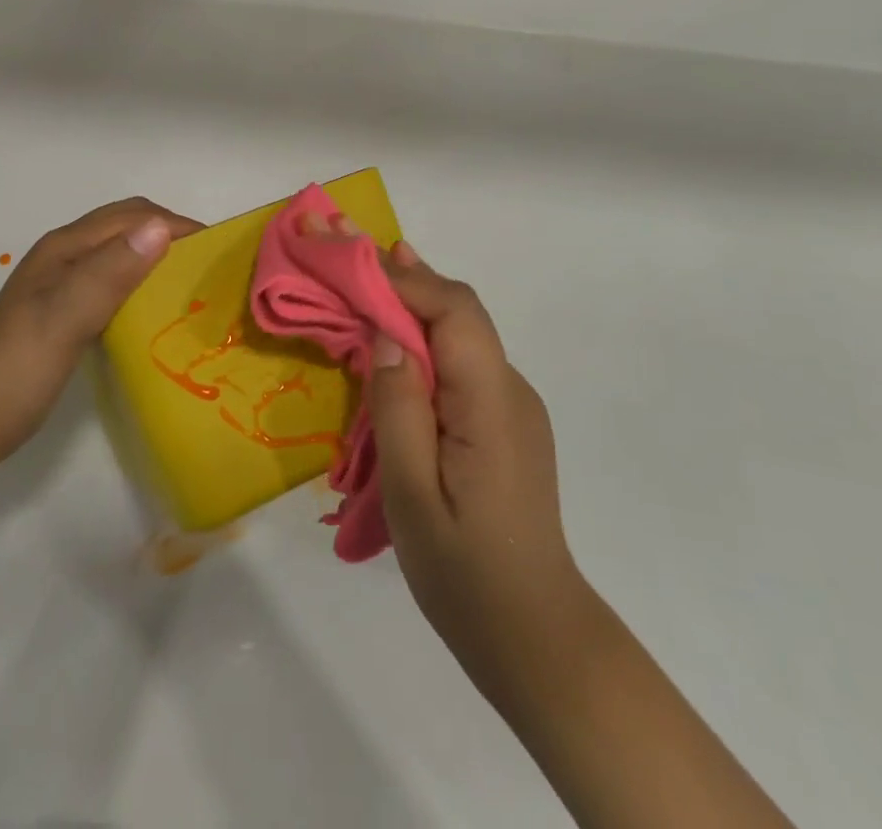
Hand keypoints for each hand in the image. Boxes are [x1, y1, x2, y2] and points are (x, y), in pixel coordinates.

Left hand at [0, 197, 201, 464]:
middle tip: (210, 268)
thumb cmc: (18, 368)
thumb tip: (161, 228)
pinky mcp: (67, 311)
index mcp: (66, 247)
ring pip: (122, 254)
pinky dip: (142, 284)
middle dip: (170, 235)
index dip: (176, 224)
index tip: (218, 249)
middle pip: (128, 227)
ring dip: (158, 258)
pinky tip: (157, 312)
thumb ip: (110, 272)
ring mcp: (64, 283)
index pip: (133, 216)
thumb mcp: (66, 317)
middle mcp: (66, 255)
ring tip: (193, 287)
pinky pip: (115, 282)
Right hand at [365, 241, 590, 715]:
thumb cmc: (465, 573)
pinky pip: (460, 360)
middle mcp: (509, 389)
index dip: (402, 276)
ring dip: (411, 300)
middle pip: (458, 311)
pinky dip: (423, 334)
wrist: (535, 636)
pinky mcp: (502, 422)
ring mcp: (511, 405)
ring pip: (460, 332)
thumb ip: (399, 407)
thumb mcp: (412, 495)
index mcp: (491, 402)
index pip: (453, 310)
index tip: (349, 254)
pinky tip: (392, 336)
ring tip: (362, 275)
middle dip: (402, 274)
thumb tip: (385, 332)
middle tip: (346, 245)